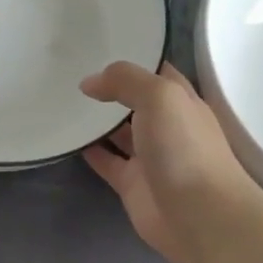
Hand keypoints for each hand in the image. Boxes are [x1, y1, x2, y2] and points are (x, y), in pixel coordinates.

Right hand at [81, 61, 257, 262]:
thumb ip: (125, 80)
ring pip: (118, 131)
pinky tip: (66, 137)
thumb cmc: (185, 148)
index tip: (97, 45)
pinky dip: (89, 150)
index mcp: (181, 101)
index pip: (156, 71)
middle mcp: (166, 125)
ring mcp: (149, 156)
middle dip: (109, 87)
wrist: (200, 217)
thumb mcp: (160, 96)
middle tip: (71, 70)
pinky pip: (106, 161)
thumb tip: (90, 82)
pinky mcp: (132, 184)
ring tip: (61, 99)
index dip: (132, 58)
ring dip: (96, 119)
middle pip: (134, 100)